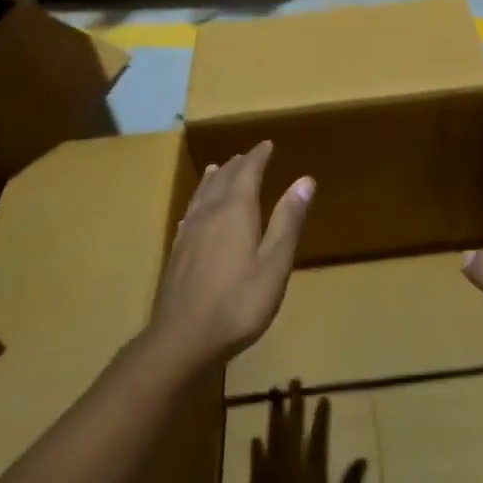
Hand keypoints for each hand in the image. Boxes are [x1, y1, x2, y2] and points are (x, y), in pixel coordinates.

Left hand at [148, 142, 313, 375]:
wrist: (182, 339)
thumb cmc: (238, 303)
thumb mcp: (274, 264)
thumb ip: (288, 221)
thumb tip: (305, 179)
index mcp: (236, 211)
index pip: (248, 172)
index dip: (258, 157)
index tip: (267, 144)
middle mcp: (210, 213)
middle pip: (223, 179)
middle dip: (239, 165)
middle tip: (250, 155)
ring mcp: (189, 232)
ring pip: (203, 194)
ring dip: (215, 178)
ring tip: (220, 168)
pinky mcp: (177, 251)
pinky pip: (190, 212)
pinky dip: (198, 200)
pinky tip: (196, 210)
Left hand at [234, 383, 367, 482]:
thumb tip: (359, 459)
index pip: (317, 442)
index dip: (320, 418)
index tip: (322, 396)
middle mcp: (289, 480)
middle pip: (291, 435)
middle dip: (293, 407)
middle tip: (293, 381)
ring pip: (271, 445)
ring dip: (273, 420)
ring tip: (273, 396)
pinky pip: (256, 470)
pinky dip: (256, 452)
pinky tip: (255, 439)